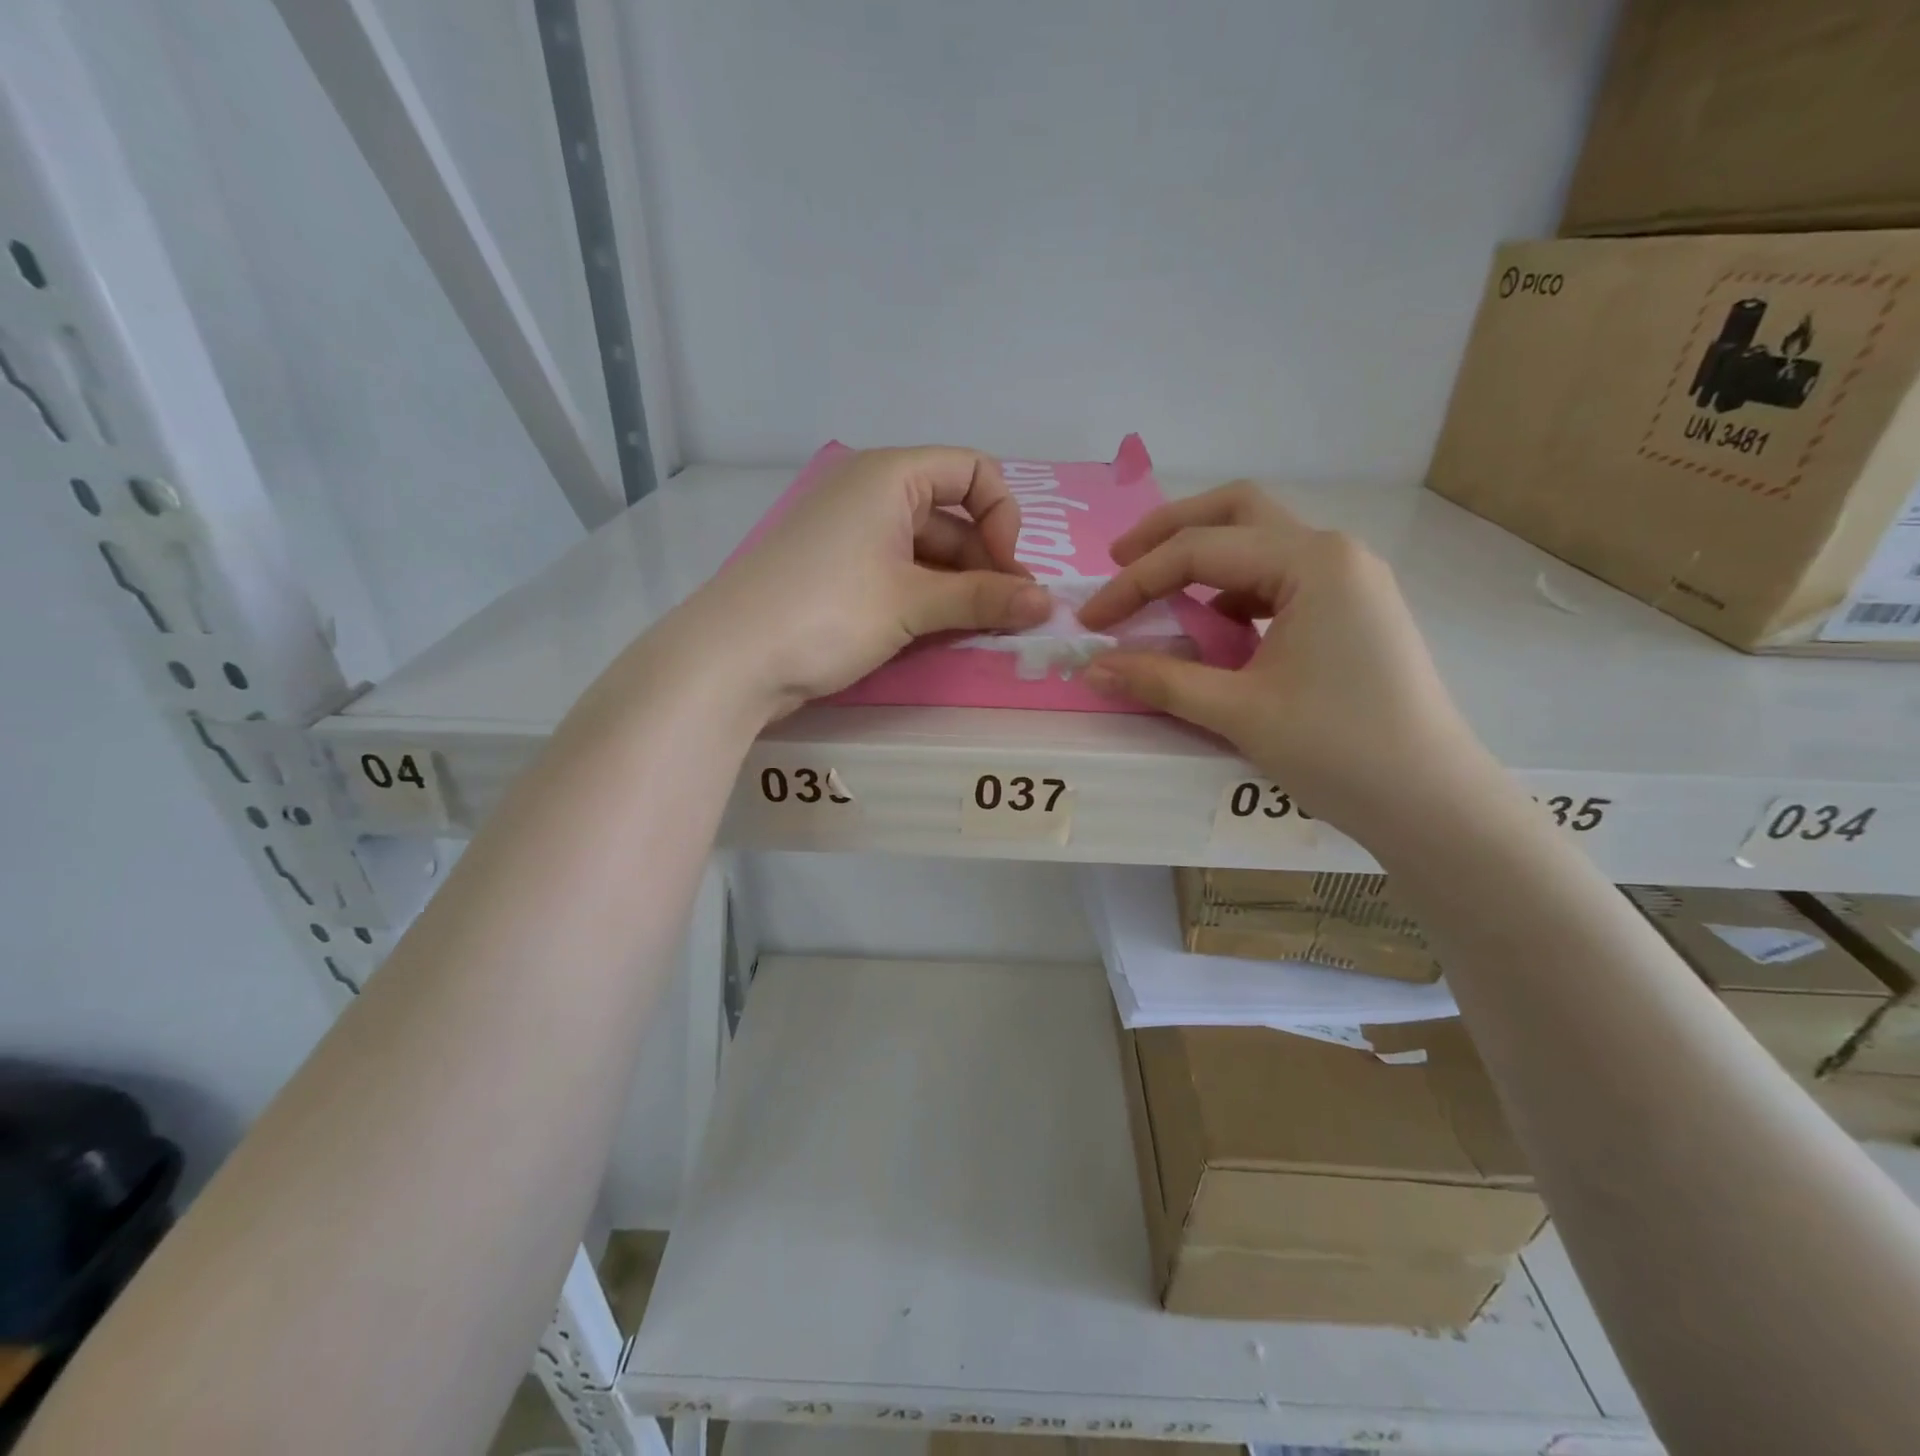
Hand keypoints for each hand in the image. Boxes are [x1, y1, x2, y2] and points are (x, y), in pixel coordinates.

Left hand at [685, 446, 1051, 716]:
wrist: (730, 660)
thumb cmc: (826, 613)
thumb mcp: (911, 604)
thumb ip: (983, 599)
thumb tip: (1048, 605)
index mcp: (890, 475)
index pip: (972, 470)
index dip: (1003, 517)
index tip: (1008, 572)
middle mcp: (871, 493)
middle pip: (953, 514)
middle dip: (986, 562)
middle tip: (1008, 615)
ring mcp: (851, 534)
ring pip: (927, 550)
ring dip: (960, 586)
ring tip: (980, 629)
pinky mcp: (837, 572)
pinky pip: (899, 572)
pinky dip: (927, 597)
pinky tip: (940, 631)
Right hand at [1077, 482, 1491, 838]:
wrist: (1431, 802)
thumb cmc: (1338, 749)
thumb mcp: (1238, 711)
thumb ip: (1160, 680)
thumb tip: (1092, 668)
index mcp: (1312, 562)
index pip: (1199, 552)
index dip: (1134, 583)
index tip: (1091, 621)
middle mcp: (1334, 553)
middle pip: (1236, 513)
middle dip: (1170, 531)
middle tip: (1119, 561)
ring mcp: (1350, 580)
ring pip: (1260, 543)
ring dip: (1204, 559)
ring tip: (1158, 594)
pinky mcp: (1352, 611)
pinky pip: (1279, 581)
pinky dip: (1234, 591)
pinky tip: (1212, 628)